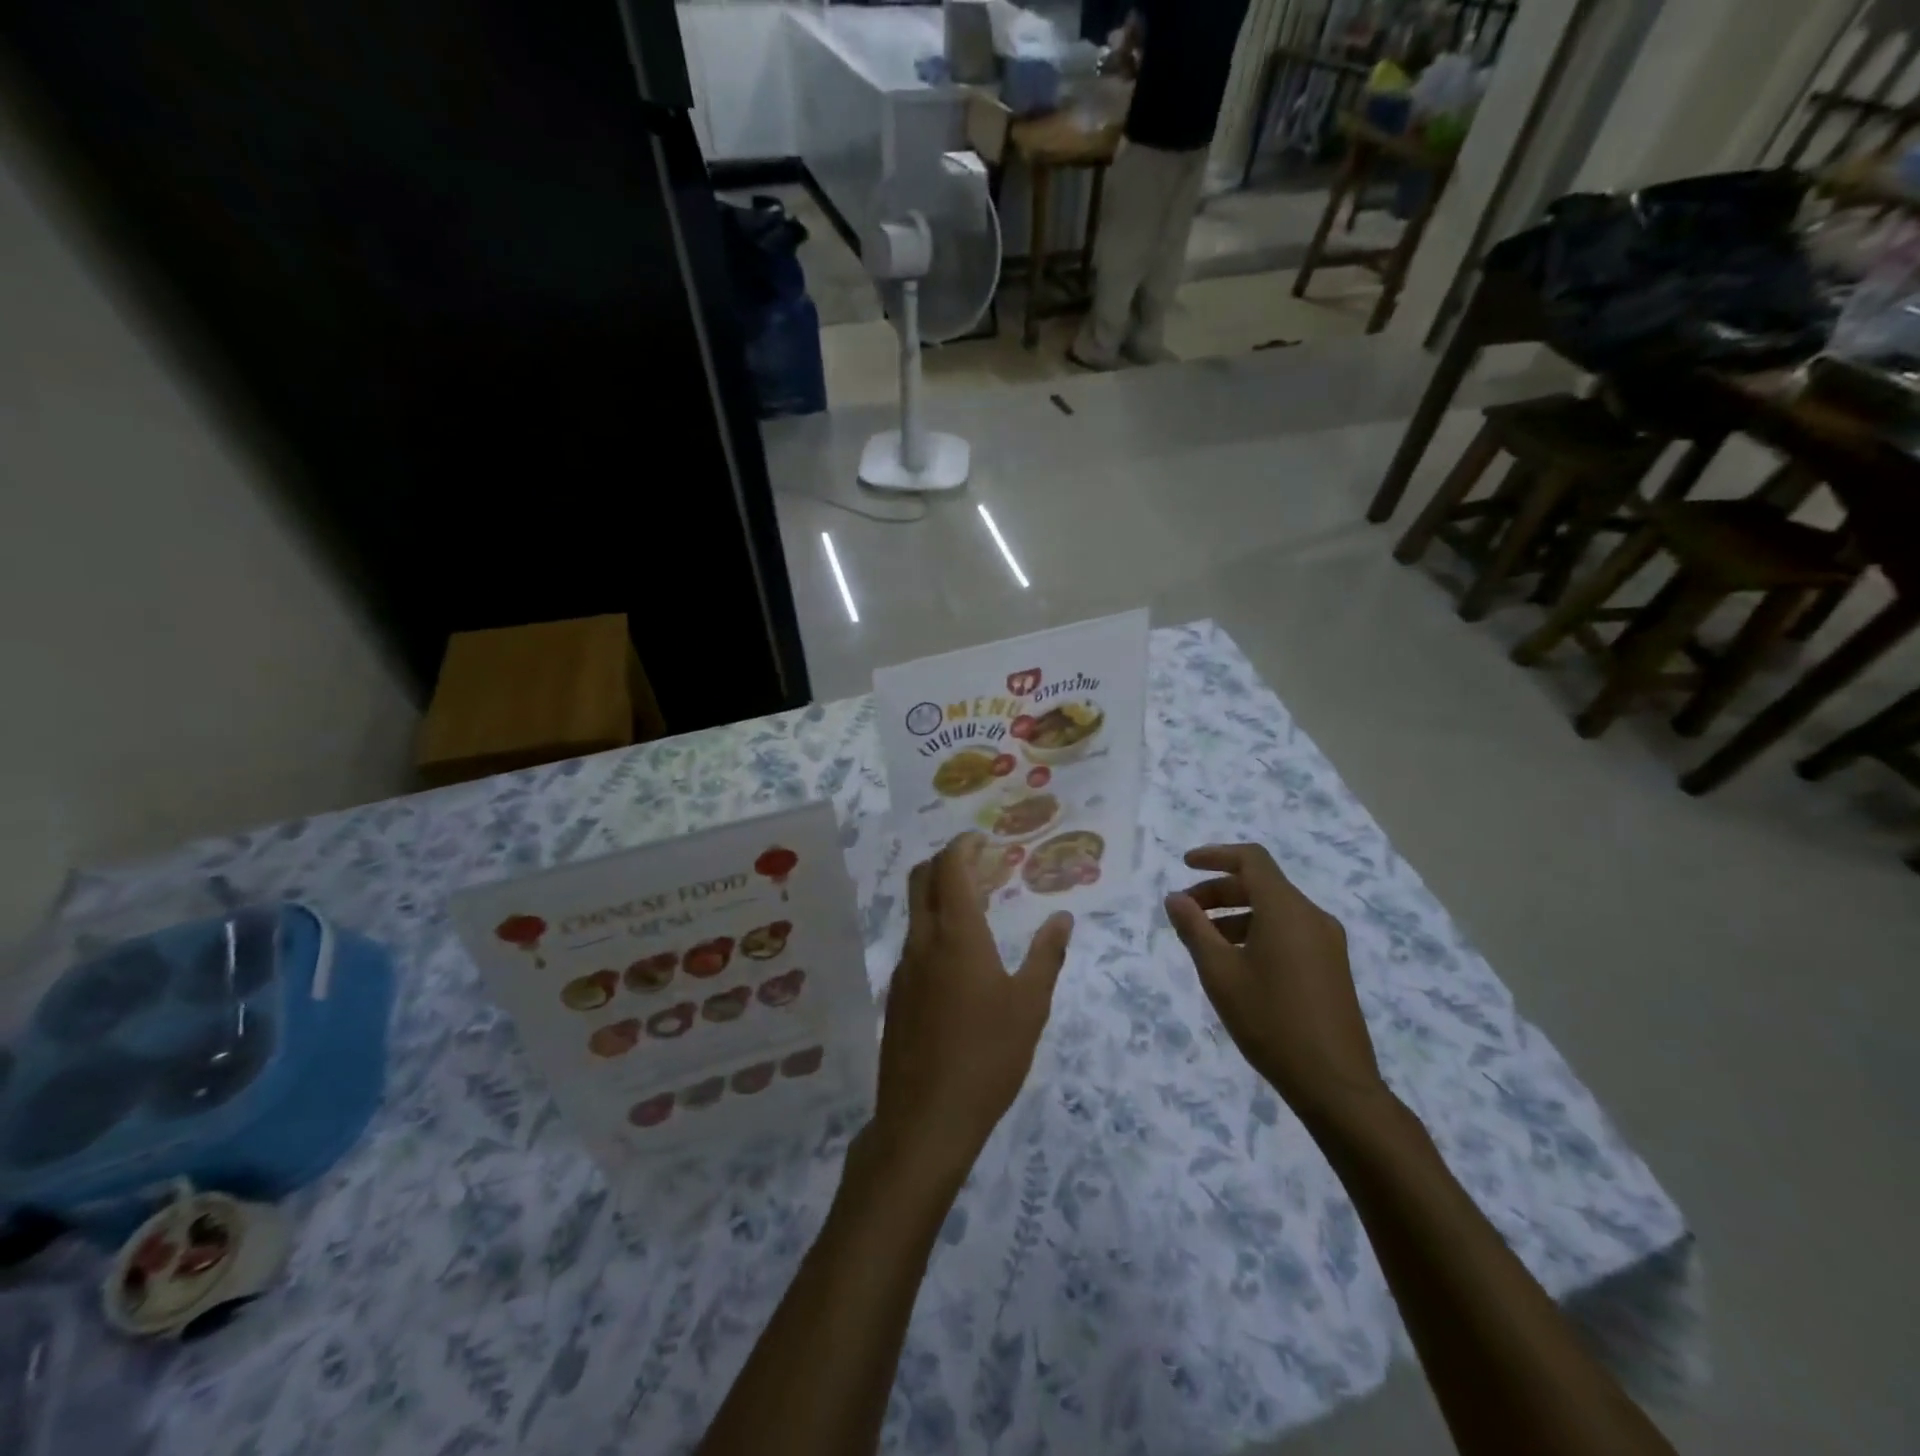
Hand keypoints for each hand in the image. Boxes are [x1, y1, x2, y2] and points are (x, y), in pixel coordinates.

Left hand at [870, 833, 1073, 1190]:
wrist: (925, 1119)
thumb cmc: (987, 1057)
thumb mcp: (1030, 1006)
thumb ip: (1047, 956)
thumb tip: (1063, 918)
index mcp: (956, 935)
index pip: (950, 869)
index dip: (963, 846)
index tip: (982, 839)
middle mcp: (922, 941)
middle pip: (922, 880)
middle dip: (946, 861)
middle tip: (979, 864)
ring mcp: (903, 968)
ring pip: (916, 912)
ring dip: (940, 896)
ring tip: (977, 906)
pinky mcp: (896, 995)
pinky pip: (913, 943)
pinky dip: (934, 928)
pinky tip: (959, 957)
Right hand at [1165, 843, 1385, 1126]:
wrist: (1335, 1084)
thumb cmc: (1270, 1022)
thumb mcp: (1220, 974)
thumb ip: (1194, 929)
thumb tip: (1175, 898)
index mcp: (1286, 910)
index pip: (1251, 860)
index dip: (1215, 855)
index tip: (1184, 865)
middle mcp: (1312, 916)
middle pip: (1261, 884)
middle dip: (1218, 891)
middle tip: (1185, 912)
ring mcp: (1327, 942)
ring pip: (1275, 909)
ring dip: (1235, 914)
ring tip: (1204, 942)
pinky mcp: (1332, 966)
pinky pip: (1289, 931)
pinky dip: (1257, 931)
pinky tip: (1236, 963)